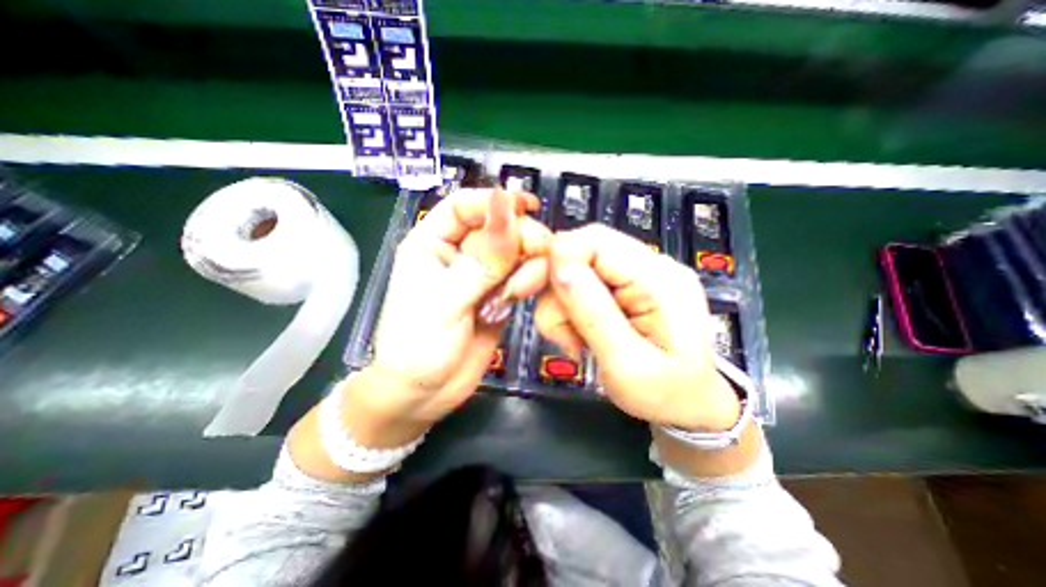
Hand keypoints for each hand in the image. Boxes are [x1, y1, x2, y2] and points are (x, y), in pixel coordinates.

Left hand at [359, 188, 555, 430]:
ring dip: (527, 264)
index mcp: (431, 243)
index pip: (464, 206)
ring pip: (516, 252)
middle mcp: (459, 254)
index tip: (528, 206)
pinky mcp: (499, 296)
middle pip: (498, 228)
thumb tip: (508, 210)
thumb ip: (483, 260)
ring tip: (517, 292)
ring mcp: (482, 276)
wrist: (425, 394)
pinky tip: (519, 298)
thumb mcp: (446, 300)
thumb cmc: (418, 345)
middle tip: (541, 253)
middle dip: (521, 237)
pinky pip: (522, 276)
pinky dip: (529, 281)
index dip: (495, 201)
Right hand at [535, 225, 737, 430]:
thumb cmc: (666, 394)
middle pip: (580, 252)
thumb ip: (593, 313)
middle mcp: (650, 267)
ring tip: (574, 343)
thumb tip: (558, 267)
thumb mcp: (626, 364)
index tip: (530, 291)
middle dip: (556, 291)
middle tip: (556, 330)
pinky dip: (569, 311)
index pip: (595, 240)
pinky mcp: (626, 288)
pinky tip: (580, 336)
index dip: (556, 259)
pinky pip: (583, 286)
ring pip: (575, 271)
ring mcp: (638, 276)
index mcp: (659, 280)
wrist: (691, 404)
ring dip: (561, 307)